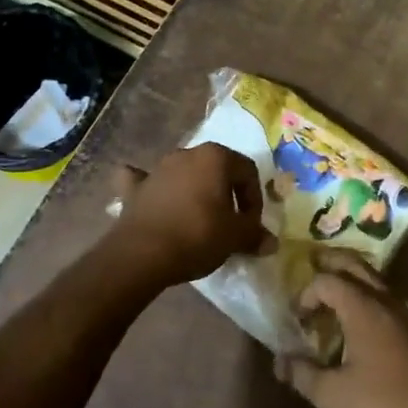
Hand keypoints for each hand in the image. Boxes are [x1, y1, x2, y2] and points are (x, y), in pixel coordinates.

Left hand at [108, 144, 272, 288]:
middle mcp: (187, 153)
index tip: (250, 225)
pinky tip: (151, 196)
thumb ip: (254, 235)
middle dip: (226, 193)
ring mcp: (158, 168)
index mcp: (216, 157)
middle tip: (229, 223)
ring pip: (184, 174)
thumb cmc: (197, 236)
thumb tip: (271, 243)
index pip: (248, 171)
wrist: (141, 254)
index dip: (254, 199)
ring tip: (198, 220)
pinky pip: (145, 181)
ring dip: (194, 191)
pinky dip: (151, 188)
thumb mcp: (235, 238)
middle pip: (216, 169)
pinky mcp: (135, 188)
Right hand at [275, 255, 407, 407]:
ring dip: (350, 282)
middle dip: (331, 265)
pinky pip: (385, 302)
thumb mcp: (332, 396)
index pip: (328, 281)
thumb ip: (303, 374)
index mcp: (363, 308)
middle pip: (356, 266)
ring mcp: (405, 316)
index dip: (306, 294)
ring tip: (329, 301)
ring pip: (374, 282)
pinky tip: (357, 329)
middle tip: (310, 272)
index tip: (297, 320)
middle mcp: (386, 302)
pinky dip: (366, 301)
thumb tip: (280, 361)